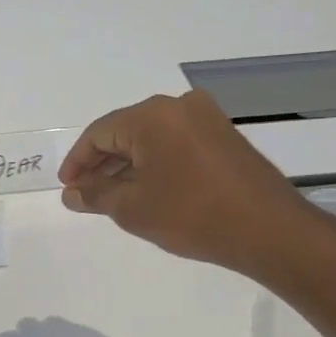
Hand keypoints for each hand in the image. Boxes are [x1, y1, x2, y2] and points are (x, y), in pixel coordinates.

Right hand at [58, 89, 321, 278]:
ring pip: (151, 138)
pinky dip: (155, 163)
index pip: (99, 133)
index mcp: (152, 116)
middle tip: (86, 194)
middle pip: (125, 131)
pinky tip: (147, 189)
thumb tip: (72, 193)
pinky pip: (175, 143)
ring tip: (113, 196)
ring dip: (128, 165)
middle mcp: (179, 106)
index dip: (78, 162)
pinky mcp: (224, 136)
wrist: (268, 230)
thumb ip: (95, 195)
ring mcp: (206, 119)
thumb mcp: (132, 208)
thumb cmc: (191, 215)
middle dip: (102, 163)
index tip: (67, 187)